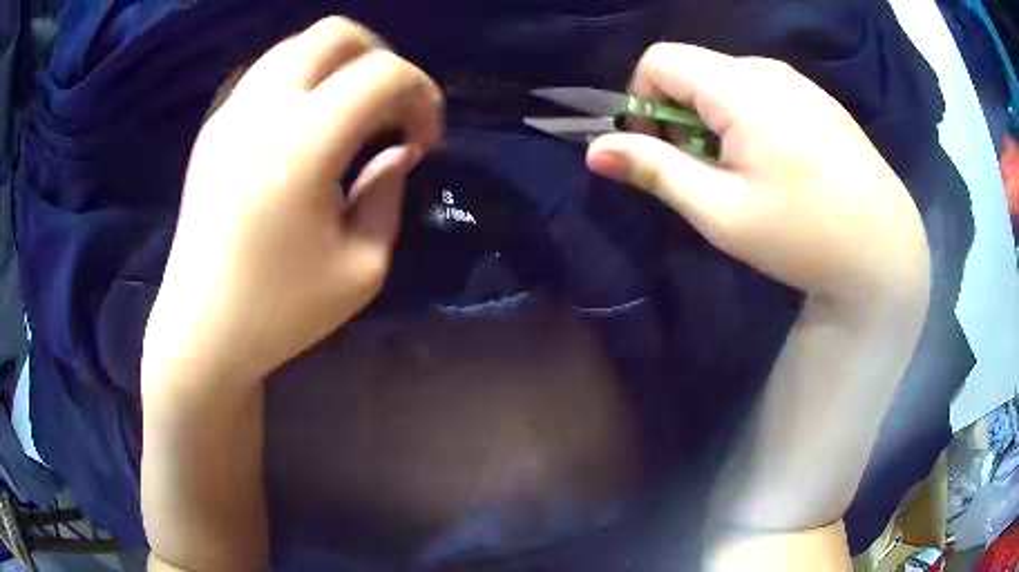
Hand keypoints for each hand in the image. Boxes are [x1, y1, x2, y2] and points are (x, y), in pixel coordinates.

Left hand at [142, 17, 442, 387]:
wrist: (201, 331)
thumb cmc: (281, 313)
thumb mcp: (362, 268)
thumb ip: (389, 193)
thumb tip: (398, 150)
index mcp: (300, 147)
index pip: (383, 73)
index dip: (422, 95)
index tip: (423, 142)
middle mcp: (261, 111)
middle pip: (337, 34)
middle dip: (383, 60)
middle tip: (391, 110)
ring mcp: (230, 113)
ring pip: (299, 44)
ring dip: (341, 65)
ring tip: (352, 114)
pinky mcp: (214, 126)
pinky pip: (269, 71)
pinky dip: (304, 79)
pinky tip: (309, 122)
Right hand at [588, 43, 928, 310]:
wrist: (885, 251)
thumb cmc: (802, 236)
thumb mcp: (721, 212)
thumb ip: (656, 171)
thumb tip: (596, 150)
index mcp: (740, 88)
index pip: (659, 60)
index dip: (641, 100)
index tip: (659, 149)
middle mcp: (768, 70)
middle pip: (695, 70)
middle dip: (679, 114)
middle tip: (703, 172)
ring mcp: (800, 83)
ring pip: (730, 81)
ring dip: (715, 119)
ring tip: (743, 173)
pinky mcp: (820, 100)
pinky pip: (765, 91)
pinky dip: (749, 119)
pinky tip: (778, 165)